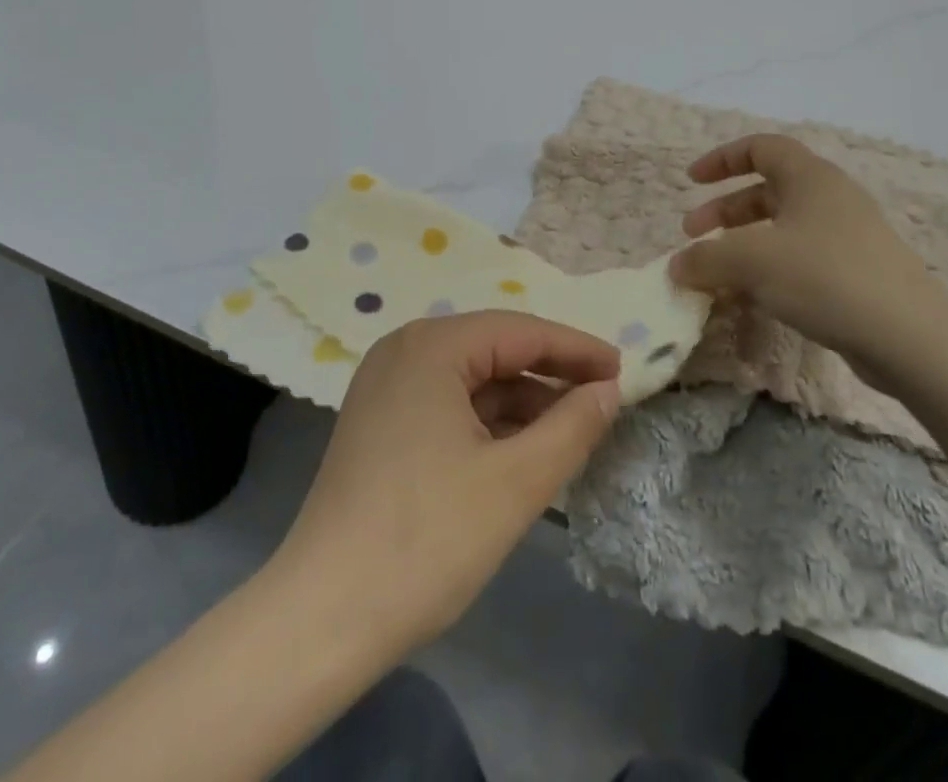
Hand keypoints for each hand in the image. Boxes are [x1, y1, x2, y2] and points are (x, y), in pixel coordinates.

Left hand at [273, 311, 620, 651]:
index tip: (623, 369)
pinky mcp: (379, 421)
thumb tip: (608, 389)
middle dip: (549, 374)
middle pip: (493, 349)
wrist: (324, 616)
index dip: (575, 348)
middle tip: (603, 399)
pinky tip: (520, 449)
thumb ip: (571, 427)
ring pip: (471, 379)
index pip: (520, 331)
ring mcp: (385, 385)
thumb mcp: (515, 483)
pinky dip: (487, 421)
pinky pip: (447, 403)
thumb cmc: (427, 539)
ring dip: (521, 401)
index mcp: (431, 346)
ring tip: (571, 430)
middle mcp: (403, 350)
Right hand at [668, 133, 947, 383]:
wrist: (913, 340)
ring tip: (717, 272)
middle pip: (767, 191)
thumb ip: (705, 258)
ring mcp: (849, 238)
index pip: (760, 148)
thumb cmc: (826, 278)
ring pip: (782, 229)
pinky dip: (769, 269)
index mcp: (810, 178)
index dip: (721, 159)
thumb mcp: (752, 262)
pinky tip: (754, 298)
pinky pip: (801, 259)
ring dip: (743, 243)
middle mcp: (831, 199)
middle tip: (692, 236)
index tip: (692, 181)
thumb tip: (677, 266)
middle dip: (723, 211)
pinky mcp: (858, 275)